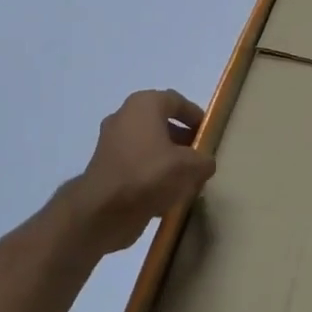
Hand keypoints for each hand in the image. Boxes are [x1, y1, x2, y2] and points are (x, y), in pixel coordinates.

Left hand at [68, 90, 216, 252]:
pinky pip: (136, 163)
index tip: (209, 132)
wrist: (102, 210)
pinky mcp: (105, 167)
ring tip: (186, 178)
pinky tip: (166, 194)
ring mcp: (111, 142)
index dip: (195, 115)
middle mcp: (124, 117)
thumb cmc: (149, 174)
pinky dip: (151, 173)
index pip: (176, 101)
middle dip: (182, 139)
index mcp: (144, 105)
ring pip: (148, 145)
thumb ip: (204, 160)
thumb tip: (204, 163)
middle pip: (161, 123)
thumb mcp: (191, 166)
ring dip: (168, 158)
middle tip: (199, 155)